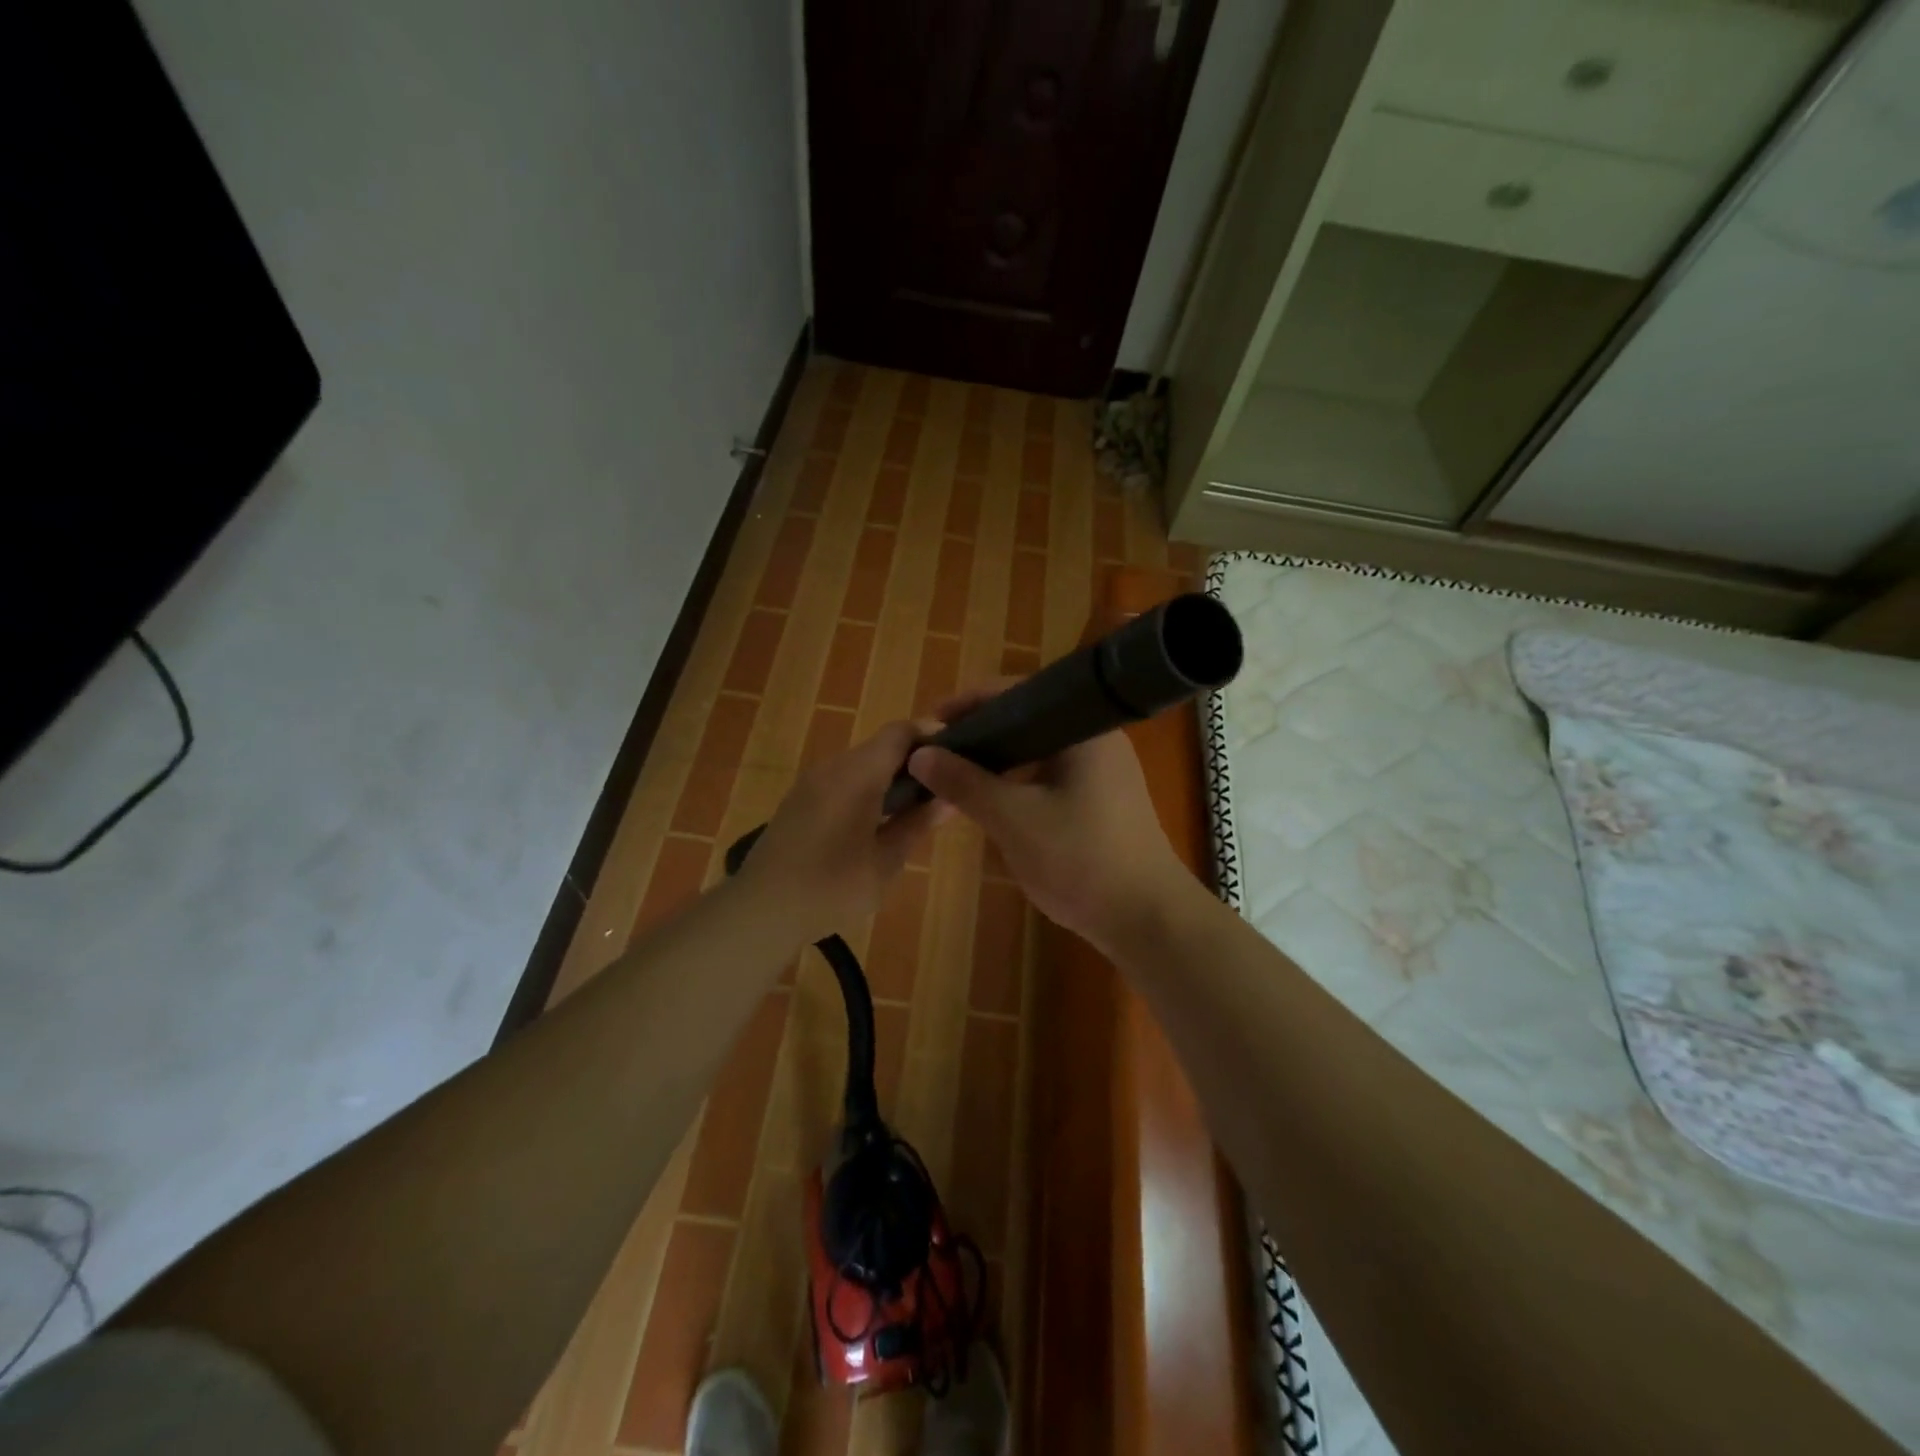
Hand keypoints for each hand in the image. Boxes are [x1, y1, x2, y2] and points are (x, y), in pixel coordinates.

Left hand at [736, 720, 939, 944]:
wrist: (761, 909)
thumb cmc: (832, 886)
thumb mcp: (886, 861)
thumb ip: (917, 824)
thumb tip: (948, 799)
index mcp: (858, 773)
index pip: (900, 732)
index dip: (931, 737)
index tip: (955, 758)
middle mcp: (833, 766)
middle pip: (880, 746)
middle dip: (913, 762)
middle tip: (939, 791)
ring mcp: (811, 782)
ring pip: (860, 764)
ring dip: (888, 778)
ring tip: (912, 810)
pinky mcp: (798, 800)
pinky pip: (841, 780)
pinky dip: (864, 789)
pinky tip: (874, 822)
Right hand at [906, 682, 1191, 956]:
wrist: (1147, 919)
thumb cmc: (1081, 859)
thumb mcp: (1013, 819)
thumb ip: (965, 783)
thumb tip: (920, 754)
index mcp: (1080, 728)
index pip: (1016, 693)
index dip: (969, 703)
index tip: (931, 724)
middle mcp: (1095, 738)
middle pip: (1027, 720)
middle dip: (981, 733)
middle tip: (939, 751)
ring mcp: (1103, 770)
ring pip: (1038, 751)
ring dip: (999, 759)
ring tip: (957, 773)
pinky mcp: (1102, 799)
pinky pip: (1050, 775)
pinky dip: (1019, 780)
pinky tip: (993, 799)